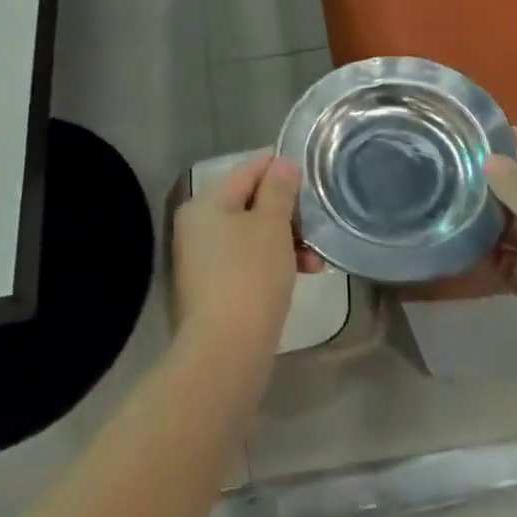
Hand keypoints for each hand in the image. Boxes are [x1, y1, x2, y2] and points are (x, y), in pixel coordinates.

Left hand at [171, 152, 316, 362]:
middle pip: (250, 204)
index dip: (279, 166)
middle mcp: (198, 227)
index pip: (247, 169)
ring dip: (286, 241)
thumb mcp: (272, 225)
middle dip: (287, 212)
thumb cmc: (250, 276)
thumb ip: (279, 189)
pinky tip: (303, 274)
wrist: (226, 352)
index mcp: (206, 203)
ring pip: (252, 236)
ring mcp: (203, 260)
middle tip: (318, 222)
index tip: (310, 169)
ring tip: (318, 260)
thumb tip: (283, 163)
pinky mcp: (212, 290)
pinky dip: (273, 263)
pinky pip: (248, 262)